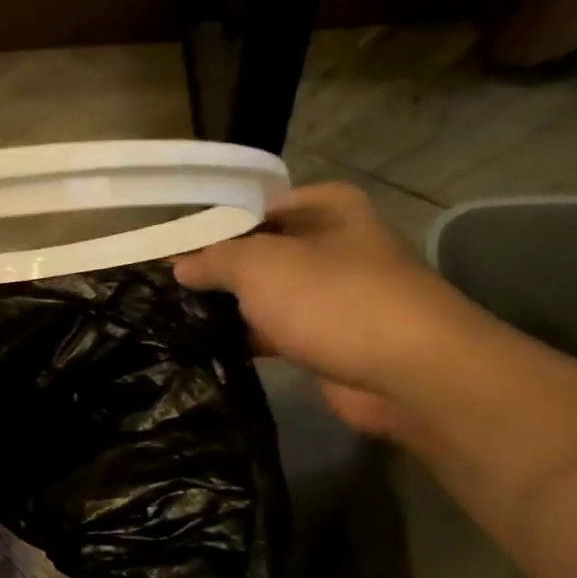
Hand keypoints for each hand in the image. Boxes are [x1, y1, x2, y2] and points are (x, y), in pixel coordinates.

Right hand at [174, 182, 482, 436]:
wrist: (408, 371)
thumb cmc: (332, 298)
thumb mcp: (258, 264)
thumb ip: (214, 259)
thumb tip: (180, 265)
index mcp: (327, 208)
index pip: (256, 206)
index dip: (214, 225)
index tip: (173, 248)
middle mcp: (335, 244)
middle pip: (263, 252)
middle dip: (220, 270)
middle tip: (169, 285)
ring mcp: (336, 295)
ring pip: (270, 295)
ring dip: (233, 307)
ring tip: (179, 316)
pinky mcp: (332, 339)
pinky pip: (279, 331)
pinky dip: (251, 338)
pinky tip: (210, 347)